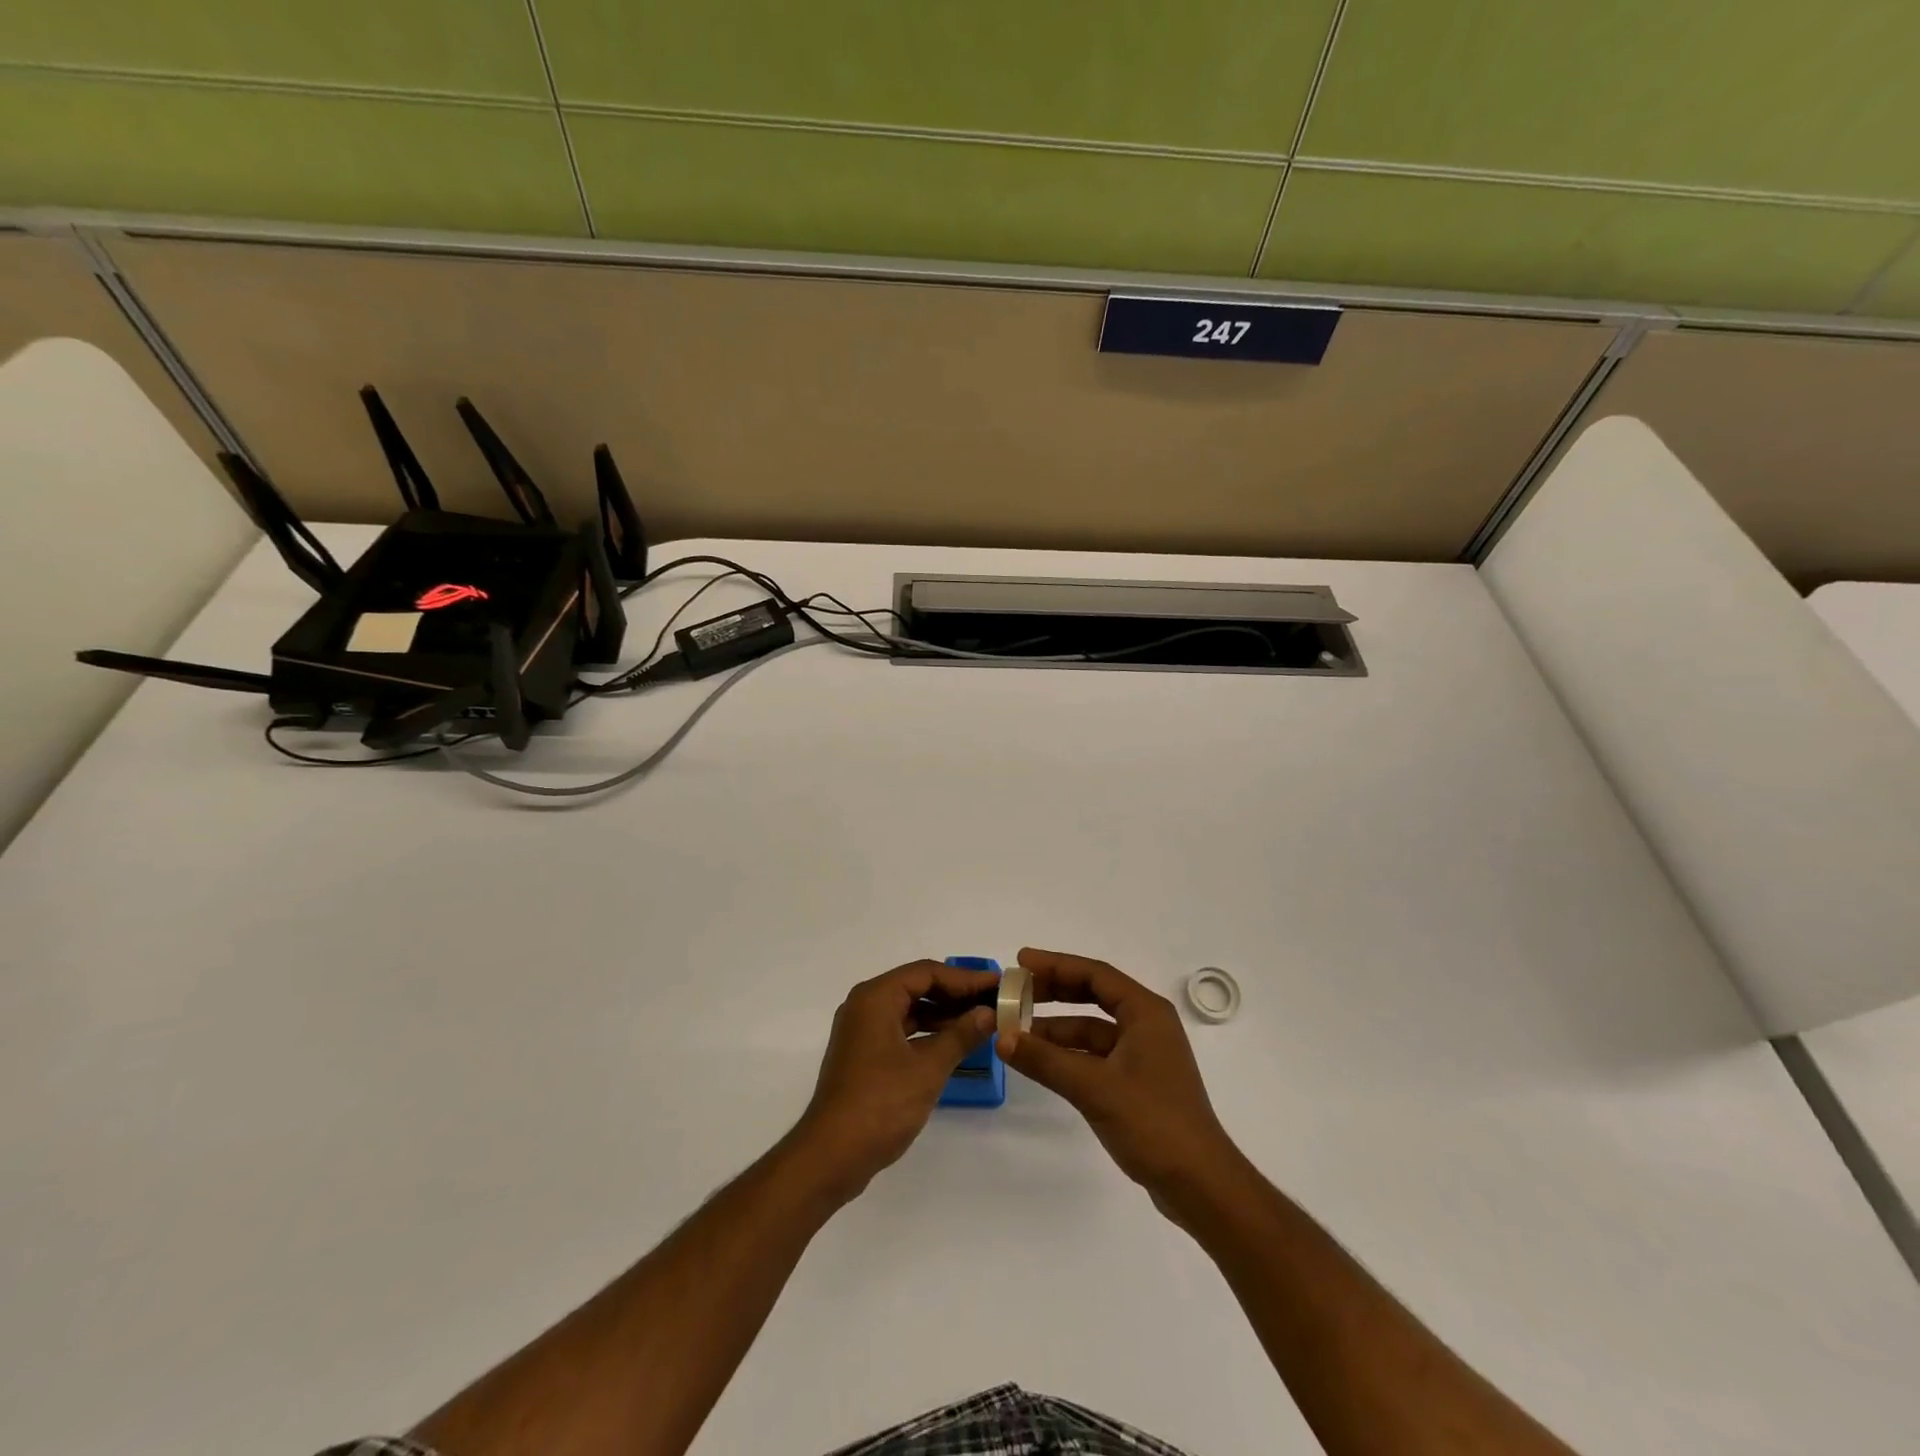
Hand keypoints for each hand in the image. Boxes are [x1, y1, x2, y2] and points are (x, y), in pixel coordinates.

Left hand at [792, 960, 997, 1202]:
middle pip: (917, 987)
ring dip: (943, 1014)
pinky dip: (927, 1033)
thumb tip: (989, 1013)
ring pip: (909, 1010)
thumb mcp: (928, 1068)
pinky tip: (954, 1044)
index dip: (965, 978)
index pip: (927, 973)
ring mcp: (862, 1031)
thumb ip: (961, 1035)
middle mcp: (865, 1006)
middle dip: (955, 994)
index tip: (997, 985)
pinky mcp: (864, 1055)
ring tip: (981, 1021)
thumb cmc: (881, 1103)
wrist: (831, 1156)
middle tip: (993, 1001)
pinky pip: (901, 1030)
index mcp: (875, 998)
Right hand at [998, 948, 1241, 1211]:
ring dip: (1057, 1028)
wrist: (1199, 1184)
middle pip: (1094, 995)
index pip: (1095, 974)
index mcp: (1146, 1012)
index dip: (1056, 964)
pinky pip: (1096, 1054)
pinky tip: (1042, 1060)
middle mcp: (1147, 1025)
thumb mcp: (1093, 1087)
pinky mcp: (1138, 1081)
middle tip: (1016, 991)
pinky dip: (1069, 1054)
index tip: (1021, 962)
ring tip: (1018, 1029)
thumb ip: (1045, 1060)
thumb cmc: (1152, 1122)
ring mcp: (1143, 1054)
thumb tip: (1001, 1038)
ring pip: (1092, 1028)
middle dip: (1054, 991)